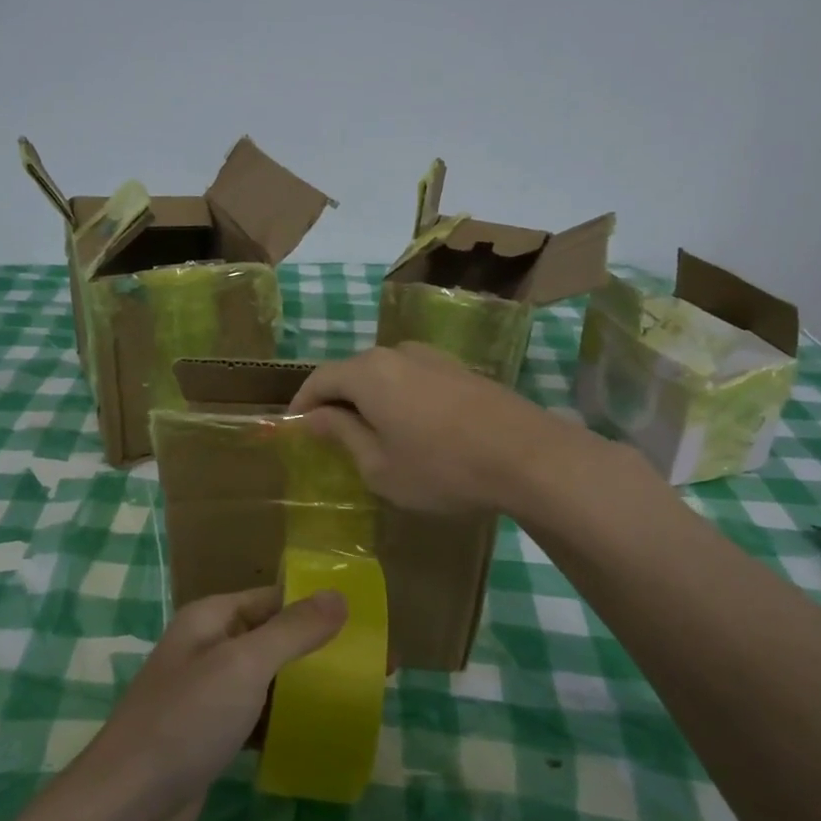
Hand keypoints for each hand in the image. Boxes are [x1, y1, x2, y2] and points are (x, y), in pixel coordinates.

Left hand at [70, 586, 346, 820]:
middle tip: (373, 666)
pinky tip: (317, 735)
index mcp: (211, 618)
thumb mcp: (244, 666)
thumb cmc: (185, 721)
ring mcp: (207, 695)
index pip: (273, 598)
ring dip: (304, 687)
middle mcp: (208, 648)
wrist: (125, 807)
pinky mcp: (210, 737)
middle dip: (319, 649)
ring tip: (356, 697)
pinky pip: (257, 718)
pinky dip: (284, 722)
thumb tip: (339, 595)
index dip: (317, 605)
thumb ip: (293, 630)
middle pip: (273, 638)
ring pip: (267, 681)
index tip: (366, 621)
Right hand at [290, 342, 589, 513]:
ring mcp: (433, 357)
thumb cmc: (442, 467)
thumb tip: (312, 417)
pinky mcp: (460, 369)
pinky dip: (398, 398)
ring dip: (368, 399)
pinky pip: (412, 379)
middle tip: (329, 436)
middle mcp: (397, 352)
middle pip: (352, 371)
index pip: (319, 379)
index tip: (293, 429)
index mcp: (368, 372)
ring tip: (369, 434)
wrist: (527, 455)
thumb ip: (341, 434)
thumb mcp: (379, 465)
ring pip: (384, 374)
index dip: (301, 404)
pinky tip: (410, 428)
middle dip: (335, 400)